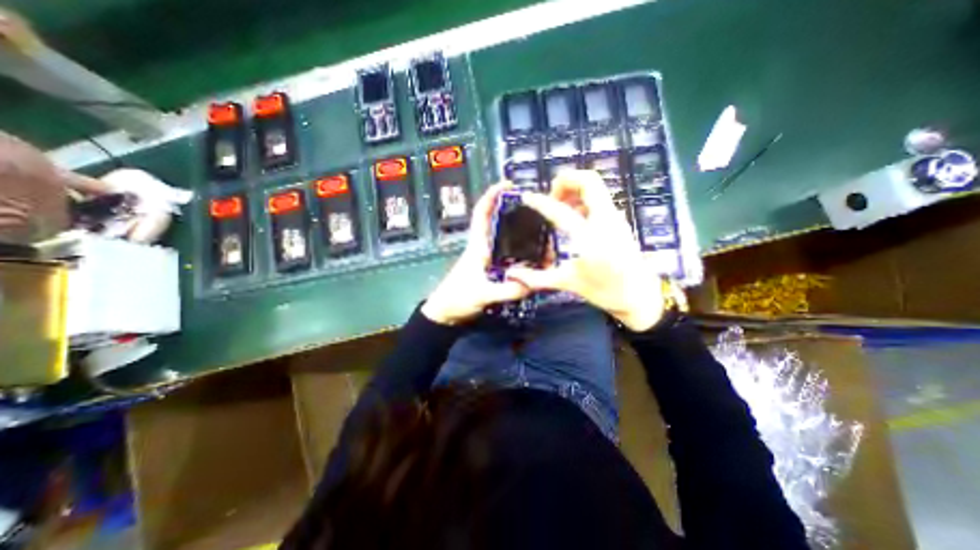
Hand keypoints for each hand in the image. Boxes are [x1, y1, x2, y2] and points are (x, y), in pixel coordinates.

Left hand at [421, 184, 528, 323]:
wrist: (446, 313)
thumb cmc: (458, 298)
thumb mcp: (482, 294)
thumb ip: (506, 290)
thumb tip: (533, 283)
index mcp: (478, 245)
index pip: (482, 213)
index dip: (492, 195)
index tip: (509, 184)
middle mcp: (484, 247)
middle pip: (498, 222)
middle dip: (515, 211)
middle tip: (539, 209)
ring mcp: (489, 259)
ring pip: (506, 239)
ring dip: (521, 232)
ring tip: (544, 231)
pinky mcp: (492, 270)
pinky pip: (510, 256)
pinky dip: (522, 252)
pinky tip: (536, 256)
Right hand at [504, 169, 665, 329]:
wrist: (640, 296)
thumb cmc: (605, 291)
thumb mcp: (568, 283)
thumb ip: (538, 278)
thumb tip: (512, 276)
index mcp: (590, 238)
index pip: (560, 211)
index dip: (540, 202)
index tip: (527, 198)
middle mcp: (605, 220)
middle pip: (588, 181)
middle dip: (565, 181)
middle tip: (550, 195)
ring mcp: (615, 217)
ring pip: (595, 187)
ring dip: (574, 188)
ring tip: (559, 204)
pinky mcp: (618, 220)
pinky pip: (599, 197)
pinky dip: (583, 198)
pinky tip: (573, 216)